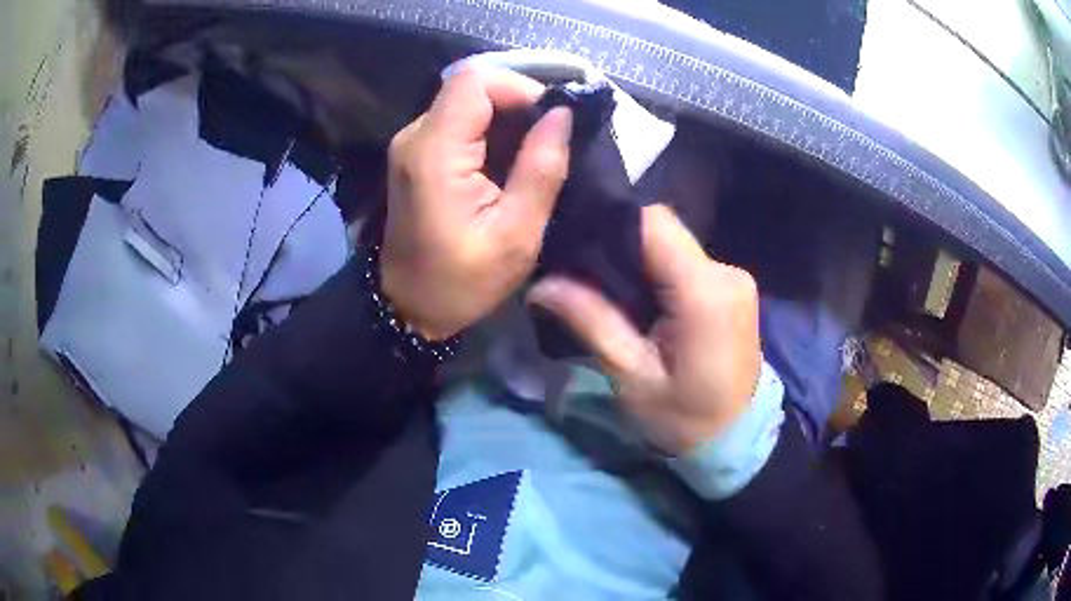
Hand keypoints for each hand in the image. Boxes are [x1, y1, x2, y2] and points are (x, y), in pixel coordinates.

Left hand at [381, 67, 572, 340]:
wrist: (408, 305)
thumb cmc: (461, 281)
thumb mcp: (516, 235)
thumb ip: (541, 169)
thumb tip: (563, 115)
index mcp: (434, 152)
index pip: (476, 81)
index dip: (520, 89)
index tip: (553, 121)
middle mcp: (415, 136)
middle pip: (471, 87)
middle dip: (518, 105)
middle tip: (550, 143)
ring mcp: (412, 143)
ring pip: (467, 102)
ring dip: (507, 121)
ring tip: (533, 158)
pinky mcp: (417, 153)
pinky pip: (459, 122)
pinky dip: (490, 133)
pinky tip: (507, 165)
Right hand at [528, 205, 761, 454]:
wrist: (735, 440)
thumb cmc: (683, 419)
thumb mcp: (632, 376)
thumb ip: (591, 320)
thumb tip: (541, 285)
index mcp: (704, 293)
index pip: (654, 222)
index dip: (612, 223)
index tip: (576, 243)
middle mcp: (726, 272)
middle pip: (663, 231)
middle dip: (621, 245)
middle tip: (582, 273)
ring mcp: (734, 278)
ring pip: (674, 245)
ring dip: (640, 261)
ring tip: (607, 288)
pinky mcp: (733, 288)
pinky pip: (687, 263)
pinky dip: (660, 273)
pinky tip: (641, 298)